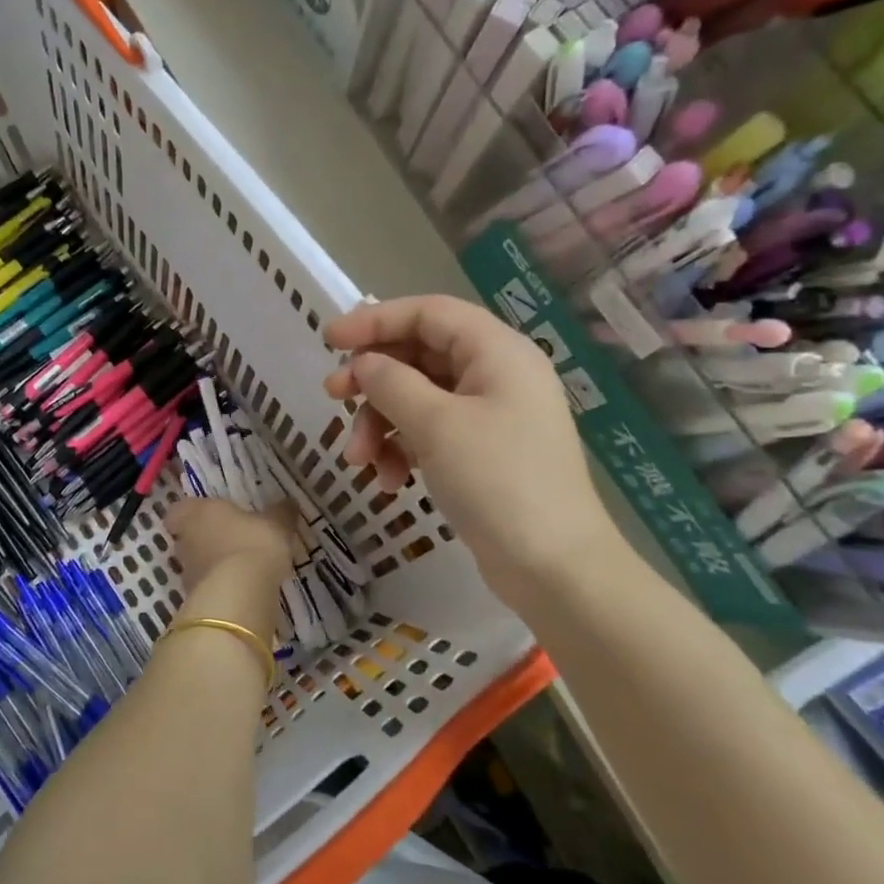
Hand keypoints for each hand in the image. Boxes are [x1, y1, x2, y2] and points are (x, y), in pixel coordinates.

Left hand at [163, 497, 297, 638]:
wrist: (239, 594)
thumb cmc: (253, 544)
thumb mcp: (275, 524)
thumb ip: (280, 512)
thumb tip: (288, 503)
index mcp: (198, 512)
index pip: (179, 509)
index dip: (190, 512)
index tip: (207, 516)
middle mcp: (186, 539)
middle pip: (186, 536)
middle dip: (203, 538)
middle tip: (228, 540)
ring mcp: (187, 571)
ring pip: (194, 562)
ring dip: (211, 564)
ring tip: (238, 567)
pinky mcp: (194, 597)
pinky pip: (205, 586)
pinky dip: (218, 586)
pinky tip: (239, 589)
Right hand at [322, 295, 625, 603]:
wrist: (554, 569)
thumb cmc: (498, 482)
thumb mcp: (436, 425)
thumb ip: (391, 382)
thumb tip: (363, 364)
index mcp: (497, 351)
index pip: (427, 313)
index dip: (375, 320)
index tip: (329, 341)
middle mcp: (496, 374)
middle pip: (419, 355)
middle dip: (373, 380)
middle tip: (333, 398)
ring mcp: (491, 415)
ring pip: (418, 397)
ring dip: (381, 423)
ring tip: (358, 461)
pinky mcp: (482, 452)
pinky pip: (430, 431)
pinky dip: (402, 448)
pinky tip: (388, 481)